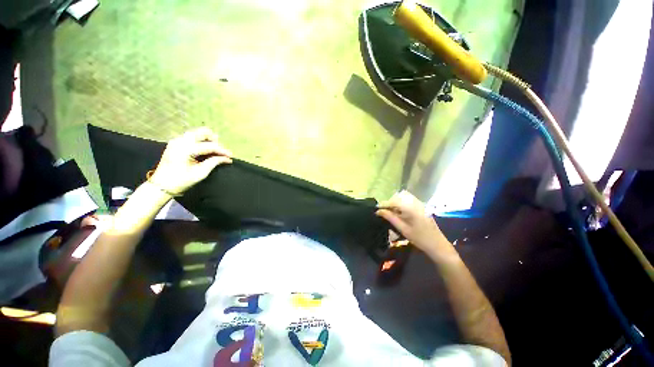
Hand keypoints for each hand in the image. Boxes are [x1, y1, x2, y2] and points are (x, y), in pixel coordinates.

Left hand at [149, 128, 232, 194]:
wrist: (161, 185)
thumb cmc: (181, 181)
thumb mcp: (200, 173)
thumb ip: (214, 162)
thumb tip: (226, 159)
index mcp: (186, 149)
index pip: (210, 146)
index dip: (222, 151)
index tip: (231, 156)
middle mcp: (180, 141)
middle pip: (203, 132)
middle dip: (215, 141)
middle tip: (220, 152)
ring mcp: (176, 140)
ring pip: (197, 132)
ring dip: (208, 140)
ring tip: (214, 151)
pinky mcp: (175, 142)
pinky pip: (191, 136)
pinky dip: (200, 141)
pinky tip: (204, 150)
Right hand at [376, 190, 448, 255]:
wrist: (438, 245)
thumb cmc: (419, 239)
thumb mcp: (403, 229)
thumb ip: (390, 218)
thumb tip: (379, 211)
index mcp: (411, 208)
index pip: (394, 201)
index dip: (384, 204)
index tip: (376, 209)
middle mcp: (415, 203)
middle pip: (398, 199)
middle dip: (389, 204)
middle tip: (382, 212)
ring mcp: (420, 205)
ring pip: (403, 201)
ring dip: (395, 205)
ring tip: (389, 213)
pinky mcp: (422, 208)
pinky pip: (408, 203)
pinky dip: (401, 207)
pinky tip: (399, 214)